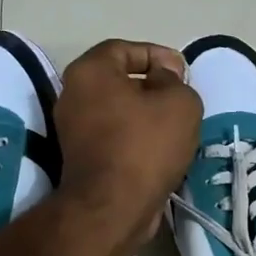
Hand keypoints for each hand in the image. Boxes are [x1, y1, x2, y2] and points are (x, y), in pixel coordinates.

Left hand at [54, 40, 202, 252]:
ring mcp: (73, 130)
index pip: (124, 49)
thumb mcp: (179, 102)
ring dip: (145, 116)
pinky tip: (160, 151)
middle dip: (152, 87)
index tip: (182, 73)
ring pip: (117, 111)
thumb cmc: (146, 145)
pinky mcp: (80, 159)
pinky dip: (135, 140)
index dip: (157, 55)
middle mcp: (73, 95)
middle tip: (180, 100)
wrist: (113, 207)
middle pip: (118, 81)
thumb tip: (163, 78)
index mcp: (90, 71)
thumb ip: (175, 80)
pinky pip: (113, 137)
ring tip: (176, 128)